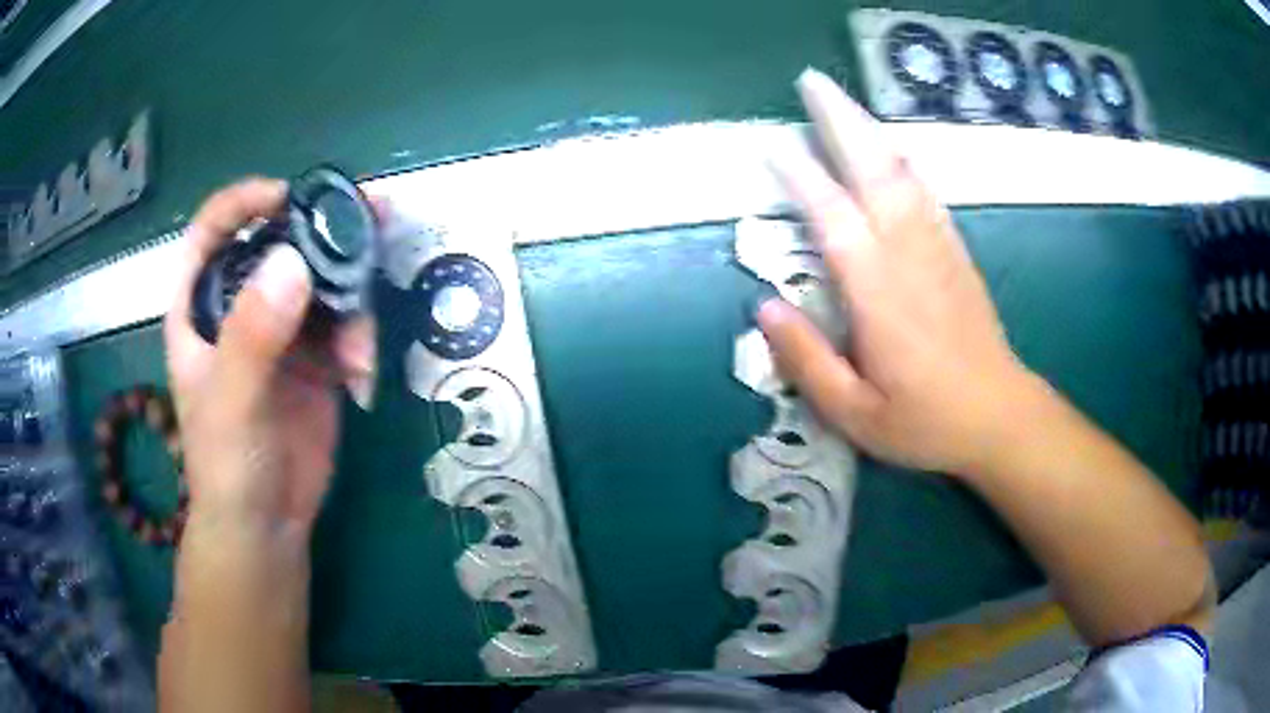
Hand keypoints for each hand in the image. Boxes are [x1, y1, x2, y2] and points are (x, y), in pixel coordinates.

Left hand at [163, 178, 374, 533]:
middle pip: (281, 243)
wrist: (267, 526)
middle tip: (374, 214)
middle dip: (325, 232)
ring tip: (360, 349)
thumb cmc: (227, 465)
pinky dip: (361, 343)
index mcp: (202, 307)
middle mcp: (241, 307)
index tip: (286, 198)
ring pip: (322, 280)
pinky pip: (346, 324)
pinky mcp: (317, 358)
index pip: (213, 232)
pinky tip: (362, 378)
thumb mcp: (232, 402)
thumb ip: (253, 336)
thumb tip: (294, 262)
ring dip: (352, 300)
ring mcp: (282, 330)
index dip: (244, 203)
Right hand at [758, 70, 1034, 475]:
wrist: (1000, 416)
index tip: (773, 144)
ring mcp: (938, 247)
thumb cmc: (926, 422)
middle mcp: (909, 254)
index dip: (802, 177)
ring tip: (842, 101)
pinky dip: (903, 160)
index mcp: (879, 293)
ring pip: (902, 172)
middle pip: (873, 170)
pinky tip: (890, 147)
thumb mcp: (855, 413)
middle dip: (842, 121)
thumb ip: (807, 361)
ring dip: (870, 130)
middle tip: (812, 84)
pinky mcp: (956, 252)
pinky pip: (926, 192)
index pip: (834, 218)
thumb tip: (765, 307)